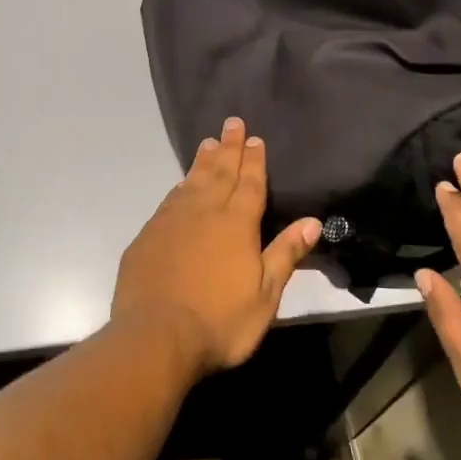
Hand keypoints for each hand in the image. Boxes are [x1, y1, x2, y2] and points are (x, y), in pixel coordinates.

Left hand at [113, 116, 322, 377]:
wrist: (156, 336)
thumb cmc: (220, 321)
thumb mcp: (265, 295)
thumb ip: (285, 254)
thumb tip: (312, 221)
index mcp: (236, 225)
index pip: (250, 184)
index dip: (254, 161)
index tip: (255, 138)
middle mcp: (204, 212)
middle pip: (220, 173)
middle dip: (229, 148)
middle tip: (232, 123)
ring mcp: (171, 222)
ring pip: (191, 182)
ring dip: (203, 161)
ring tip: (209, 143)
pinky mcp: (147, 236)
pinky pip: (169, 201)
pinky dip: (179, 186)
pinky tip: (181, 185)